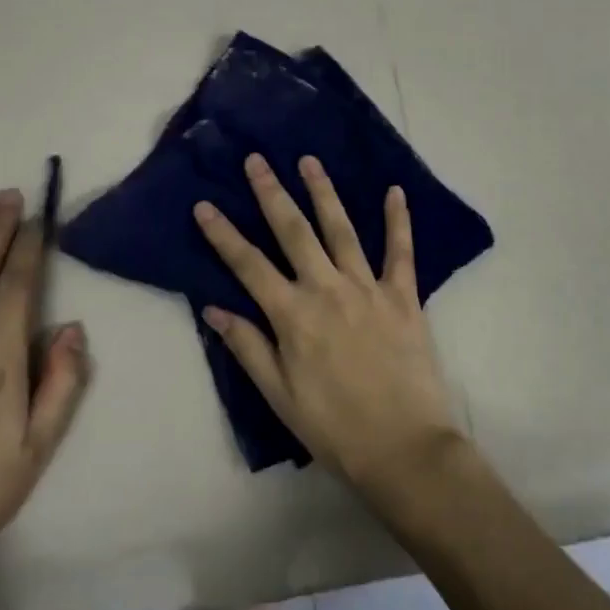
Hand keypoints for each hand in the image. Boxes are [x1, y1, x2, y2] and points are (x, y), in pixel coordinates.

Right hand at [194, 154, 462, 501]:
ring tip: (309, 161)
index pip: (248, 265)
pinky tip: (395, 191)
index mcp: (292, 315)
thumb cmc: (334, 428)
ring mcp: (367, 288)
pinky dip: (398, 220)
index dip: (223, 234)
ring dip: (323, 192)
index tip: (205, 205)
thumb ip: (247, 347)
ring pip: (341, 230)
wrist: (404, 449)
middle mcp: (327, 289)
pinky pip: (401, 251)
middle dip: (272, 193)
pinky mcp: (403, 296)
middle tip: (256, 160)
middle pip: (293, 232)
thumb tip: (212, 308)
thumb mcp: (279, 396)